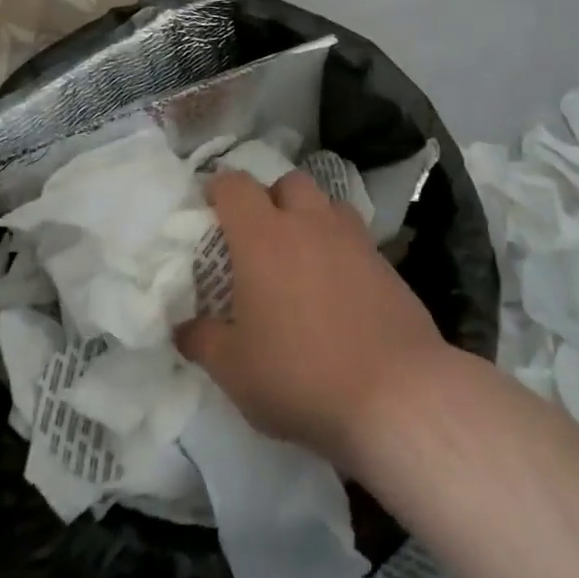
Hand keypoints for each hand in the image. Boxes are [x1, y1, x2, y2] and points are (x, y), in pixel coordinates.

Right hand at [177, 170, 446, 469]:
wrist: (395, 395)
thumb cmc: (300, 376)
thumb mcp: (235, 370)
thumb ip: (202, 341)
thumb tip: (183, 327)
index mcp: (263, 237)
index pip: (235, 186)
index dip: (218, 189)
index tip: (210, 209)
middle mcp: (308, 223)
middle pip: (288, 182)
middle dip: (270, 198)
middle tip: (260, 236)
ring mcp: (353, 239)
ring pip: (327, 203)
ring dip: (310, 216)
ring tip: (302, 255)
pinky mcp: (386, 262)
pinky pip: (355, 236)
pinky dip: (340, 247)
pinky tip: (338, 287)